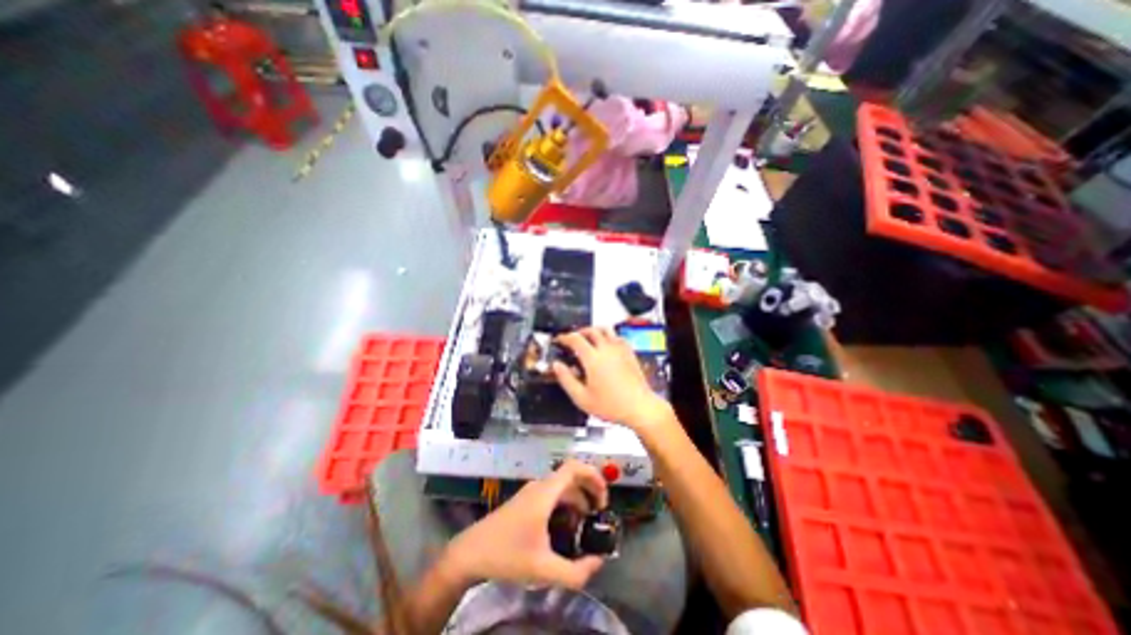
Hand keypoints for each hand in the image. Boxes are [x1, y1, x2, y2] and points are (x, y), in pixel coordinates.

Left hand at [442, 462, 609, 589]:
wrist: (470, 553)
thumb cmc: (506, 556)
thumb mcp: (543, 569)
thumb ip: (575, 572)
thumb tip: (598, 563)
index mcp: (545, 493)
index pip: (574, 467)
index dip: (594, 476)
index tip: (603, 499)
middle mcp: (540, 486)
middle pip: (571, 478)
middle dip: (589, 493)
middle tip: (598, 515)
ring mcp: (531, 492)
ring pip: (562, 488)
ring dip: (577, 501)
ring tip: (584, 526)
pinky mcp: (526, 500)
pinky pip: (552, 495)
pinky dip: (565, 505)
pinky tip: (565, 528)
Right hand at [556, 327, 669, 429]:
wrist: (639, 407)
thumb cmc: (612, 405)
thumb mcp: (582, 398)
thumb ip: (566, 380)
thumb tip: (556, 366)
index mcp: (593, 359)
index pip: (575, 339)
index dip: (565, 337)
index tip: (560, 340)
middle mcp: (607, 349)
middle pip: (591, 330)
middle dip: (579, 332)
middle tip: (572, 339)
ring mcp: (620, 350)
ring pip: (605, 330)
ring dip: (594, 331)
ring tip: (588, 340)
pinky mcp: (630, 353)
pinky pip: (618, 337)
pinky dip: (609, 336)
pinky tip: (607, 346)